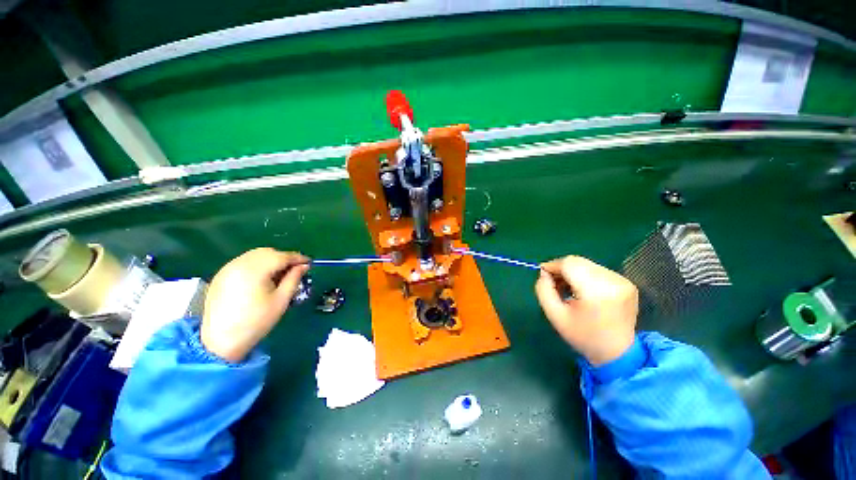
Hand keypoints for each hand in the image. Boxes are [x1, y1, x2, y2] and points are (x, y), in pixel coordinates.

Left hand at [202, 248, 309, 361]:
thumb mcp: (281, 300)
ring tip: (279, 275)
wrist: (219, 342)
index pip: (281, 256)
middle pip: (267, 252)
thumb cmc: (256, 322)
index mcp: (255, 270)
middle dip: (284, 258)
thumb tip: (304, 266)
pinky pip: (244, 262)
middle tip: (295, 270)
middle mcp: (239, 264)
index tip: (309, 263)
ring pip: (255, 255)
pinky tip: (262, 278)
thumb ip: (293, 279)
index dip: (297, 258)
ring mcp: (228, 268)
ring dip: (270, 260)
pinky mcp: (221, 275)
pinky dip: (257, 264)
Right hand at [535, 256, 637, 365]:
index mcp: (596, 291)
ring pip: (586, 264)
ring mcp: (622, 281)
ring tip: (569, 289)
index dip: (552, 266)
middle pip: (578, 262)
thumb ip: (543, 290)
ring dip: (573, 272)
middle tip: (554, 284)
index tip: (543, 276)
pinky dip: (585, 276)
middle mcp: (613, 281)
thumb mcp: (554, 315)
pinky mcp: (627, 283)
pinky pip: (597, 270)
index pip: (569, 264)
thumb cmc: (583, 336)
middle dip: (561, 269)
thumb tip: (544, 273)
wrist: (617, 353)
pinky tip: (583, 291)